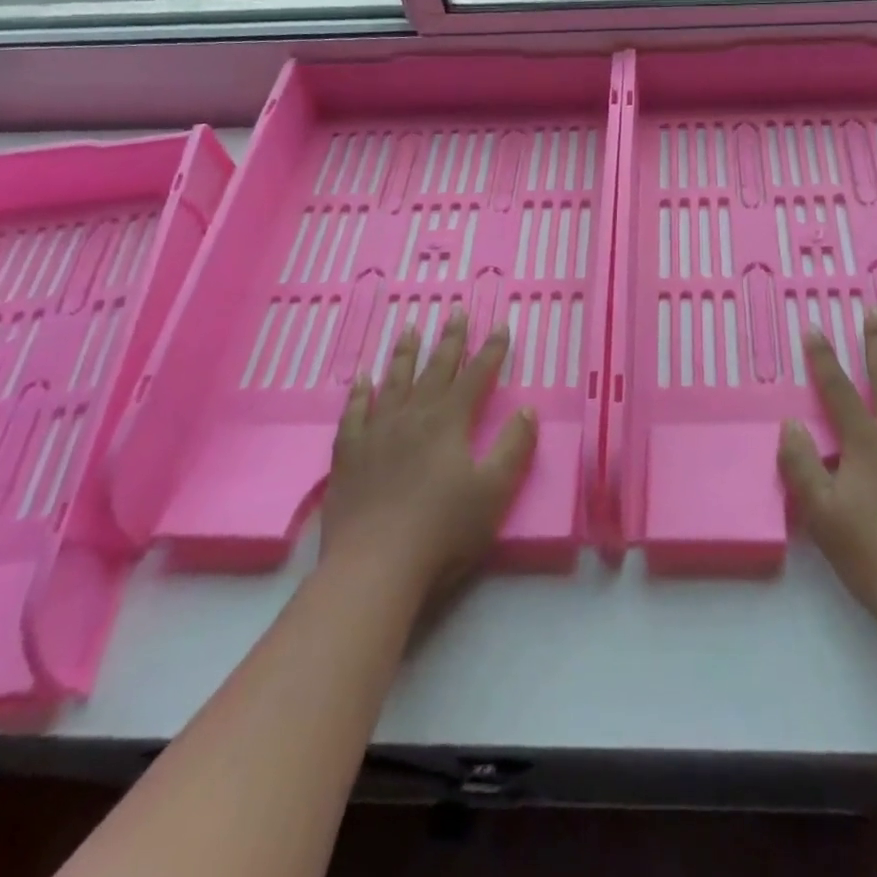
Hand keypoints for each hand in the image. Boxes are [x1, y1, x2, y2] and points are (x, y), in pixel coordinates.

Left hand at [323, 313, 536, 606]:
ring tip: (410, 328)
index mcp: (449, 421)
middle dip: (450, 339)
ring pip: (394, 381)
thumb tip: (527, 410)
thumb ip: (513, 448)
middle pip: (435, 368)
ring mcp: (377, 432)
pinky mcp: (349, 454)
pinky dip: (359, 392)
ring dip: (405, 354)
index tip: (500, 325)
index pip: (477, 376)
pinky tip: (361, 378)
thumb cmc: (442, 530)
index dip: (491, 350)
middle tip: (455, 310)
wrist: (374, 566)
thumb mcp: (494, 492)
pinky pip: (354, 412)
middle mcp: (413, 415)